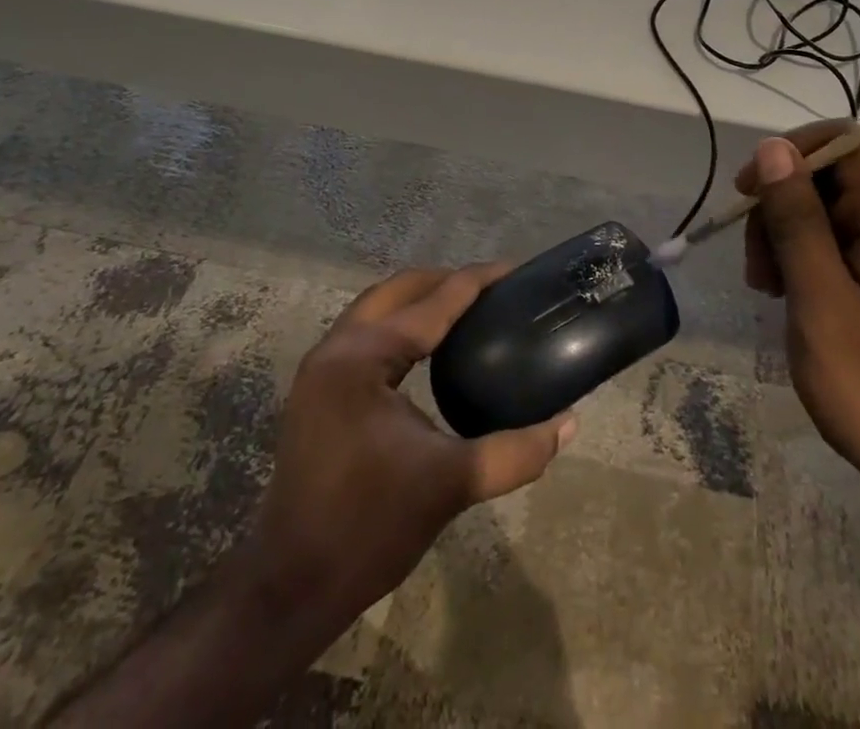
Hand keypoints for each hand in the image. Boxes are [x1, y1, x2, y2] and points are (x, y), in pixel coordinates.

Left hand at [228, 264, 575, 634]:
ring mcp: (321, 368)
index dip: (478, 282)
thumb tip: (569, 423)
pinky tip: (431, 347)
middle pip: (400, 290)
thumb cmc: (368, 527)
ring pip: (378, 308)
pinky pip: (367, 332)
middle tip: (495, 290)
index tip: (517, 271)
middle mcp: (338, 348)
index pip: (433, 301)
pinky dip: (402, 324)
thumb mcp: (450, 484)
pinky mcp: (319, 389)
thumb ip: (515, 452)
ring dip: (422, 299)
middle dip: (448, 281)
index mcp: (364, 357)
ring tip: (469, 310)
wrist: (290, 588)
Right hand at [740, 121, 859, 490]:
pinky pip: (842, 243)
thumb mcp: (821, 302)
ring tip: (767, 288)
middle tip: (756, 266)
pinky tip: (789, 296)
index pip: (845, 143)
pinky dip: (807, 258)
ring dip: (788, 235)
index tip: (750, 194)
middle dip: (783, 206)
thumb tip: (774, 148)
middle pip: (833, 177)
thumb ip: (797, 221)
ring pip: (830, 210)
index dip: (792, 153)